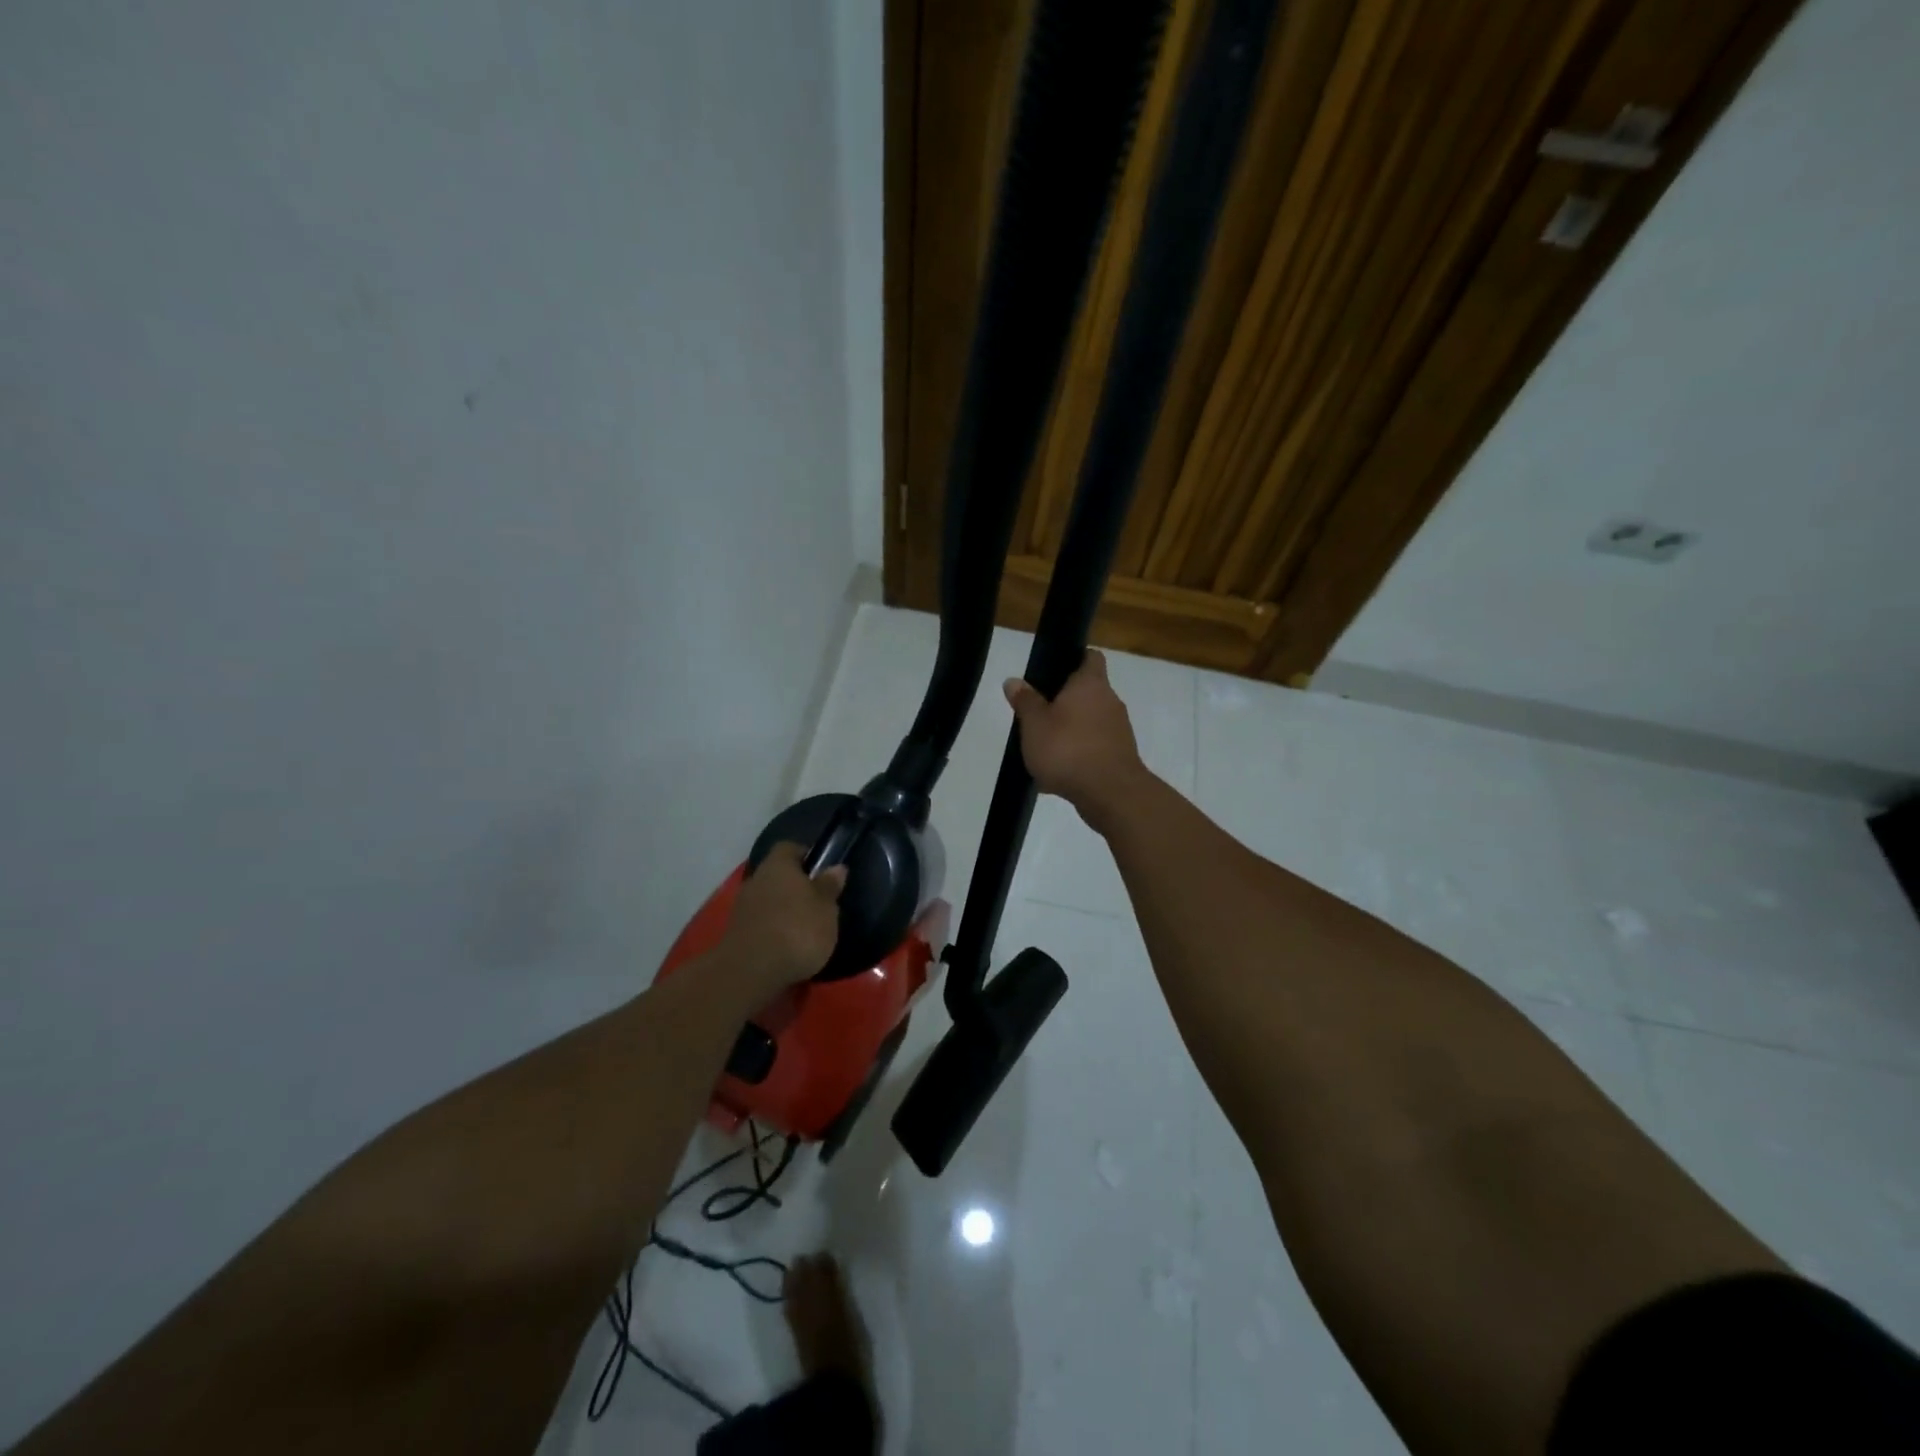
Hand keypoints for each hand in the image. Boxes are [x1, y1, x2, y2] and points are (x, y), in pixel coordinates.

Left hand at [721, 842, 846, 993]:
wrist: (751, 972)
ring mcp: (742, 907)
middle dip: (794, 885)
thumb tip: (836, 867)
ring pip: (767, 899)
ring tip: (804, 928)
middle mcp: (756, 879)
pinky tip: (787, 945)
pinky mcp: (736, 933)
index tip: (821, 870)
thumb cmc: (797, 930)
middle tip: (816, 902)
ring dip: (782, 909)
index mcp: (778, 865)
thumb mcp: (826, 908)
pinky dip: (772, 928)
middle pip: (777, 874)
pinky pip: (760, 922)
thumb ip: (829, 886)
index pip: (789, 848)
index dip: (806, 855)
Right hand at [1004, 650, 1149, 831]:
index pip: (1090, 656)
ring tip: (1043, 748)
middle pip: (1088, 692)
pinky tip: (1057, 774)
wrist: (1110, 794)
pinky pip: (1094, 748)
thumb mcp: (1034, 724)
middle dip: (1065, 703)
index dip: (1073, 658)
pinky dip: (1078, 755)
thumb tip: (1014, 680)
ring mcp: (1119, 730)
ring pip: (1090, 722)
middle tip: (1038, 714)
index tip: (1053, 671)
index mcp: (1090, 683)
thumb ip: (1025, 701)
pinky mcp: (1120, 756)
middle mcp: (1110, 701)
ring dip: (1070, 731)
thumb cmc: (1068, 749)